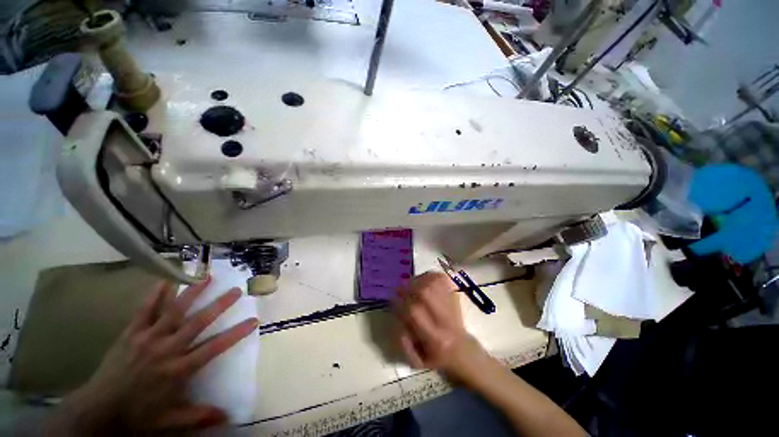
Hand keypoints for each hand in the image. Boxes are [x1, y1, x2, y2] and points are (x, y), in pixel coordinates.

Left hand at [47, 277, 258, 433]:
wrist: (98, 410)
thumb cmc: (138, 416)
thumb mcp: (170, 422)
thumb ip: (199, 417)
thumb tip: (229, 416)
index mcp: (178, 370)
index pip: (214, 348)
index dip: (236, 333)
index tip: (253, 320)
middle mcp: (167, 350)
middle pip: (198, 323)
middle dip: (219, 305)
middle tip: (236, 290)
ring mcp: (148, 338)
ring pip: (174, 311)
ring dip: (193, 293)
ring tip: (208, 277)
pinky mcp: (131, 333)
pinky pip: (145, 310)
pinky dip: (156, 294)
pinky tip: (166, 280)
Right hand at [394, 272, 490, 383]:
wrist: (463, 350)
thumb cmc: (437, 358)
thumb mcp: (417, 361)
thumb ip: (404, 344)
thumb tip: (398, 320)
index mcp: (436, 338)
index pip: (414, 312)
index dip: (401, 303)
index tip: (394, 302)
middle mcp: (446, 318)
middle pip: (425, 292)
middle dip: (408, 288)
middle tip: (401, 290)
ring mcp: (453, 304)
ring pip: (433, 282)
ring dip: (417, 280)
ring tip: (411, 285)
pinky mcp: (455, 295)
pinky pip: (440, 278)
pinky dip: (428, 276)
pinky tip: (422, 281)